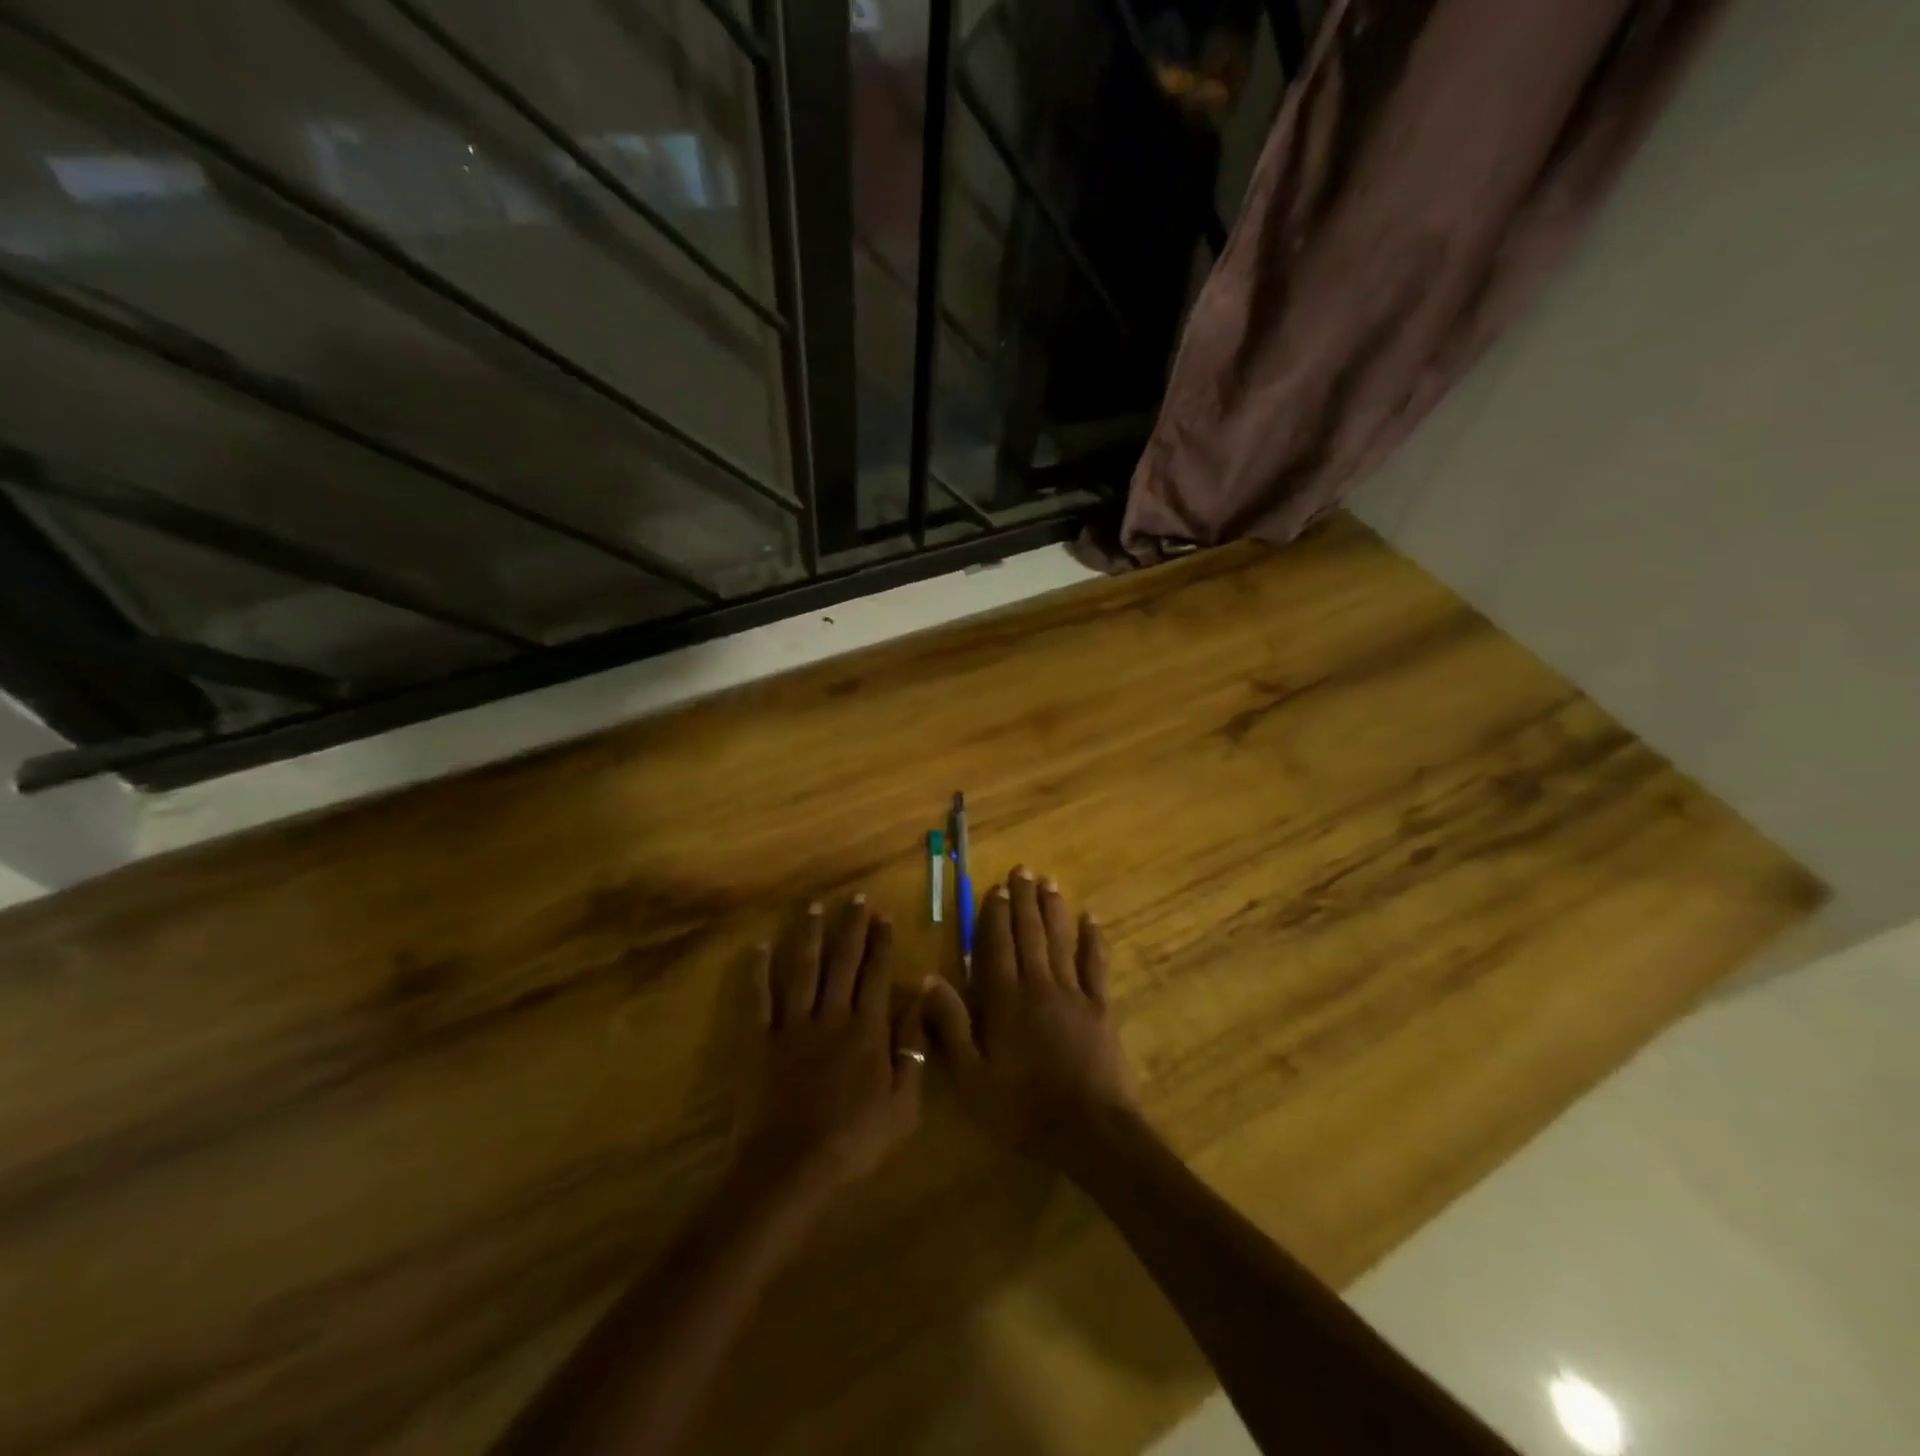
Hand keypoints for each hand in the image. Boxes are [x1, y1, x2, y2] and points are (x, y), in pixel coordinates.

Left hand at [736, 897, 925, 1199]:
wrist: (792, 1167)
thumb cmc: (855, 1140)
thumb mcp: (903, 1104)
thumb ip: (912, 1049)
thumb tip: (920, 1000)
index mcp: (867, 1030)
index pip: (877, 974)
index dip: (882, 943)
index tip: (885, 915)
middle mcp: (832, 1016)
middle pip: (843, 962)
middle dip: (851, 927)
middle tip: (856, 899)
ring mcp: (793, 1025)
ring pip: (803, 970)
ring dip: (809, 936)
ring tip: (814, 908)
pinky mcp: (761, 1041)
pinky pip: (760, 999)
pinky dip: (758, 972)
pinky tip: (758, 946)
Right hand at [923, 868, 1138, 1170]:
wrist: (1088, 1130)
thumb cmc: (1021, 1107)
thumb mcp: (970, 1075)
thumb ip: (950, 1024)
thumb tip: (929, 978)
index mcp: (1005, 1000)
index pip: (997, 946)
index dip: (995, 915)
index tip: (995, 888)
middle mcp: (1038, 985)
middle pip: (1030, 934)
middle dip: (1024, 900)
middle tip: (1023, 870)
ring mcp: (1073, 994)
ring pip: (1060, 941)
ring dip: (1054, 910)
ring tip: (1050, 882)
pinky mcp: (1100, 1008)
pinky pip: (1096, 965)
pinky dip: (1094, 940)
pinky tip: (1092, 919)